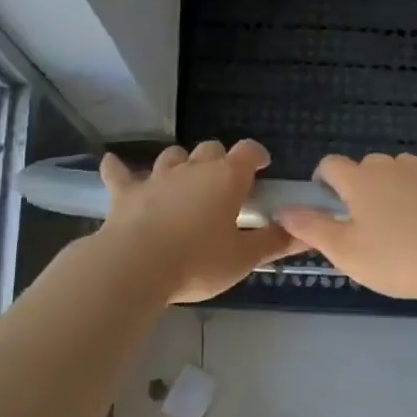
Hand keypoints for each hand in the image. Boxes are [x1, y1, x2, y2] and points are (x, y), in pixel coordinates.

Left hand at [99, 140, 293, 303]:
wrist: (136, 267)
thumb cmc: (198, 261)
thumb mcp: (243, 258)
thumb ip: (274, 242)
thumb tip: (304, 232)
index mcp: (226, 178)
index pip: (247, 151)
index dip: (256, 155)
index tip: (262, 166)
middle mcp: (193, 168)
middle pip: (210, 149)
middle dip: (220, 160)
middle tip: (224, 185)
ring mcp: (157, 178)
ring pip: (172, 156)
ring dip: (181, 163)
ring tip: (184, 179)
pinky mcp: (125, 194)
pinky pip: (119, 174)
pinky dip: (118, 169)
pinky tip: (112, 164)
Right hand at [275, 153, 416, 302]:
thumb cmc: (398, 259)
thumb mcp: (346, 252)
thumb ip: (311, 228)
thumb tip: (282, 209)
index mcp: (360, 181)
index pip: (331, 164)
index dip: (324, 179)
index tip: (327, 201)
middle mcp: (392, 167)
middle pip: (368, 164)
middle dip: (363, 184)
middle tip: (367, 220)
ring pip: (404, 168)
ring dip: (398, 184)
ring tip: (403, 217)